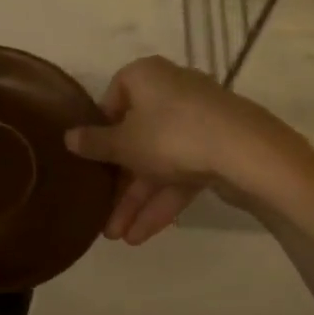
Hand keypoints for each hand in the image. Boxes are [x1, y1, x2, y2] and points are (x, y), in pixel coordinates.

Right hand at [65, 56, 308, 243]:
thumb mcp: (124, 143)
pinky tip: (144, 234)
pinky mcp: (218, 148)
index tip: (93, 158)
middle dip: (120, 183)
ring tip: (119, 237)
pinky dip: (164, 199)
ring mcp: (198, 121)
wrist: (245, 151)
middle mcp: (171, 91)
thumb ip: (95, 143)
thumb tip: (68, 137)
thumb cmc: (170, 134)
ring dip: (138, 200)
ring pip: (159, 161)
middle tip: (103, 215)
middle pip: (137, 137)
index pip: (114, 98)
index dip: (101, 130)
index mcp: (145, 76)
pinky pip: (182, 172)